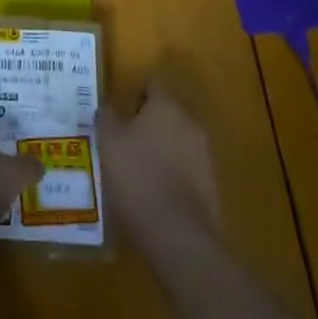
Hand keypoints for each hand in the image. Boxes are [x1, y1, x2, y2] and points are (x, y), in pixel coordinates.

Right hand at [98, 82, 220, 252]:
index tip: (122, 114)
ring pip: (178, 139)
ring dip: (161, 147)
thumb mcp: (108, 143)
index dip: (136, 94)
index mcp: (167, 105)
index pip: (154, 84)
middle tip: (125, 142)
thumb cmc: (137, 177)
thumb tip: (108, 107)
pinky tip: (154, 192)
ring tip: (137, 170)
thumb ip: (107, 117)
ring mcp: (205, 153)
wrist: (178, 234)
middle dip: (148, 122)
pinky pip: (187, 166)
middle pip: (168, 112)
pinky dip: (172, 171)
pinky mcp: (211, 183)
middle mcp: (190, 122)